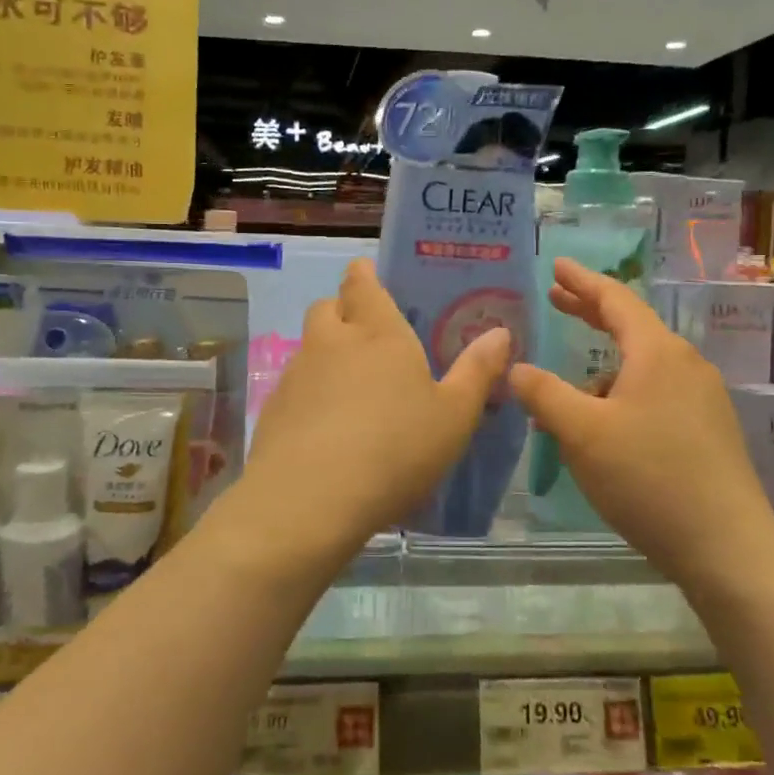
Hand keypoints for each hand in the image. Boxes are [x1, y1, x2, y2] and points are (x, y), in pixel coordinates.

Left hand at [245, 258, 511, 552]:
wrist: (310, 499)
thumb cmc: (395, 449)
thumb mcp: (454, 416)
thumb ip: (476, 371)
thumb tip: (500, 332)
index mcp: (377, 332)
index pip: (361, 283)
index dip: (363, 275)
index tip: (368, 275)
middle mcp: (330, 342)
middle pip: (327, 308)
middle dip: (343, 311)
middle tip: (367, 334)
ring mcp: (296, 374)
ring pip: (309, 347)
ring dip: (326, 354)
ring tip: (351, 389)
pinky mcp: (274, 409)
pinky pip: (294, 386)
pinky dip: (309, 393)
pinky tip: (326, 428)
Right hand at [509, 257, 773, 587]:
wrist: (727, 548)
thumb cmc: (648, 478)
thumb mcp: (581, 433)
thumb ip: (544, 393)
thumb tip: (516, 367)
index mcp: (657, 353)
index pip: (614, 300)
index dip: (581, 281)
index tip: (556, 265)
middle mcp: (685, 365)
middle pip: (631, 326)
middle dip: (590, 312)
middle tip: (556, 300)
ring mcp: (702, 398)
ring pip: (641, 367)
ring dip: (600, 370)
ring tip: (565, 397)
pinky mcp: (707, 430)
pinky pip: (655, 394)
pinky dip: (621, 395)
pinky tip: (601, 428)